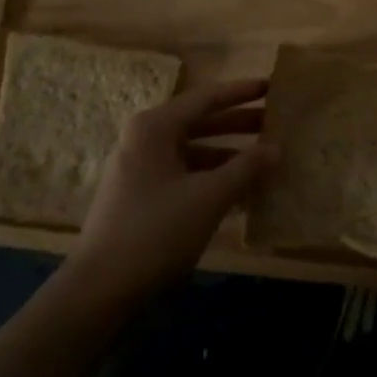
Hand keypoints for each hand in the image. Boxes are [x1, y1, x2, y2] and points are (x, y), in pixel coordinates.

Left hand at [68, 79, 276, 304]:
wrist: (99, 290)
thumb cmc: (155, 231)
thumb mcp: (208, 197)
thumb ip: (246, 168)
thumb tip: (277, 148)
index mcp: (155, 127)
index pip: (207, 98)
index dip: (242, 92)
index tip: (272, 86)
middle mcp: (145, 140)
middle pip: (200, 123)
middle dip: (239, 124)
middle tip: (276, 122)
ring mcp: (141, 170)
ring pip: (194, 152)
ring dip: (229, 156)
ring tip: (267, 160)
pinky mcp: (142, 198)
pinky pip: (185, 176)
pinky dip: (213, 179)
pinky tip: (243, 193)